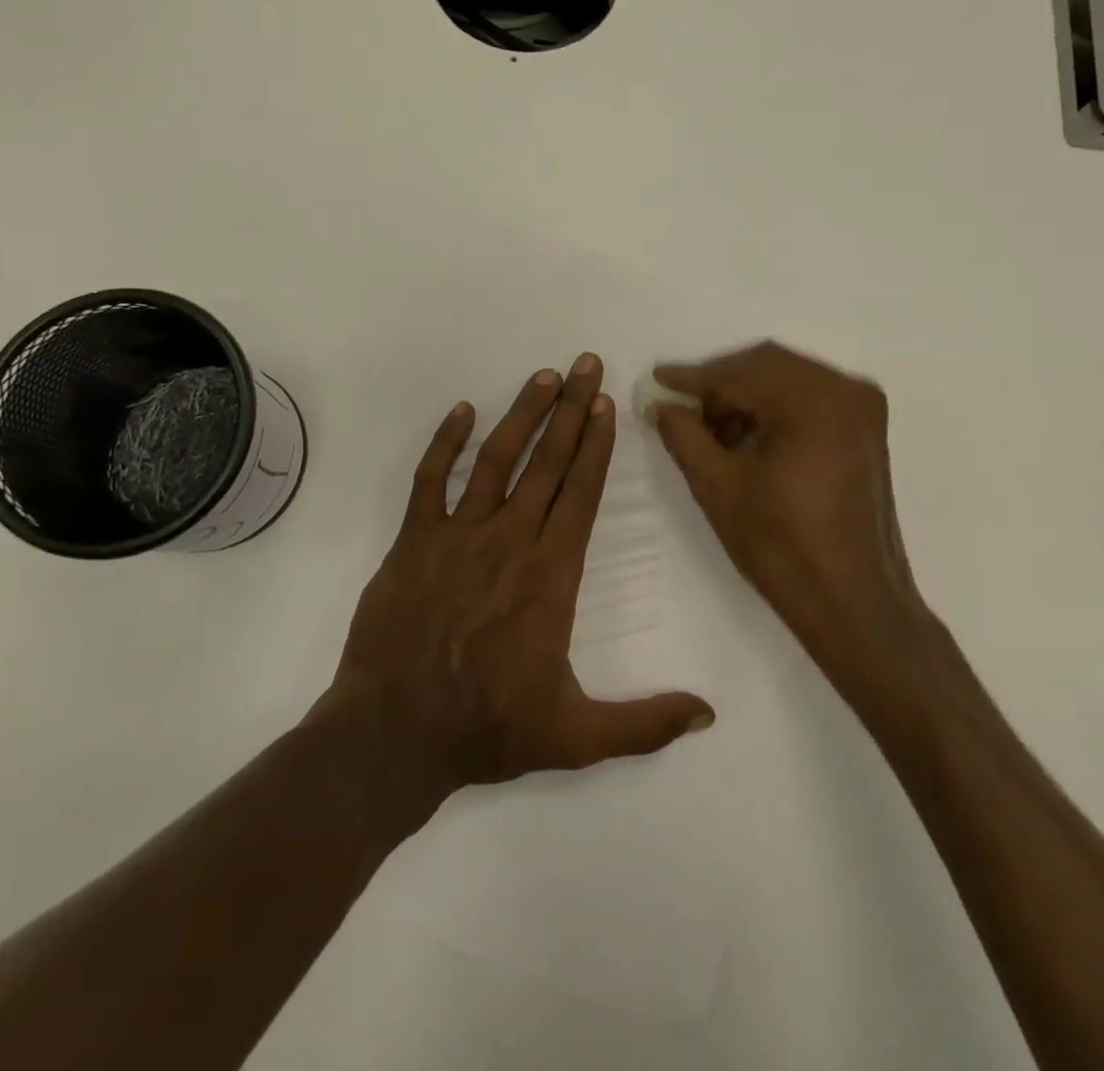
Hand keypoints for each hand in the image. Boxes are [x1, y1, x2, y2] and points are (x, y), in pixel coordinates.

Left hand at [329, 355, 713, 793]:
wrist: (394, 735)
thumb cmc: (487, 730)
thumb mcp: (576, 738)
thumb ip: (644, 724)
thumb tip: (709, 714)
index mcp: (550, 575)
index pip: (582, 494)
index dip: (597, 445)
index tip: (608, 404)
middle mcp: (508, 541)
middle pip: (547, 463)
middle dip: (571, 410)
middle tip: (586, 364)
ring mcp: (457, 536)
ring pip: (495, 460)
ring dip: (522, 414)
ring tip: (544, 376)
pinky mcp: (412, 541)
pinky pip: (430, 480)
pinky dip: (444, 443)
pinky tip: (462, 410)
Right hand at [649, 342, 932, 705]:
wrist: (854, 604)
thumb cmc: (782, 546)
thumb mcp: (718, 487)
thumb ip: (684, 435)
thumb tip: (661, 405)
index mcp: (814, 401)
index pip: (741, 372)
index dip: (693, 377)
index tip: (657, 379)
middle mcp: (846, 390)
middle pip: (768, 366)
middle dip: (721, 385)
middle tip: (682, 409)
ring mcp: (863, 409)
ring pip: (788, 380)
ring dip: (747, 396)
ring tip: (711, 430)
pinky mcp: (866, 430)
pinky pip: (810, 399)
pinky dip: (775, 409)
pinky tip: (747, 437)